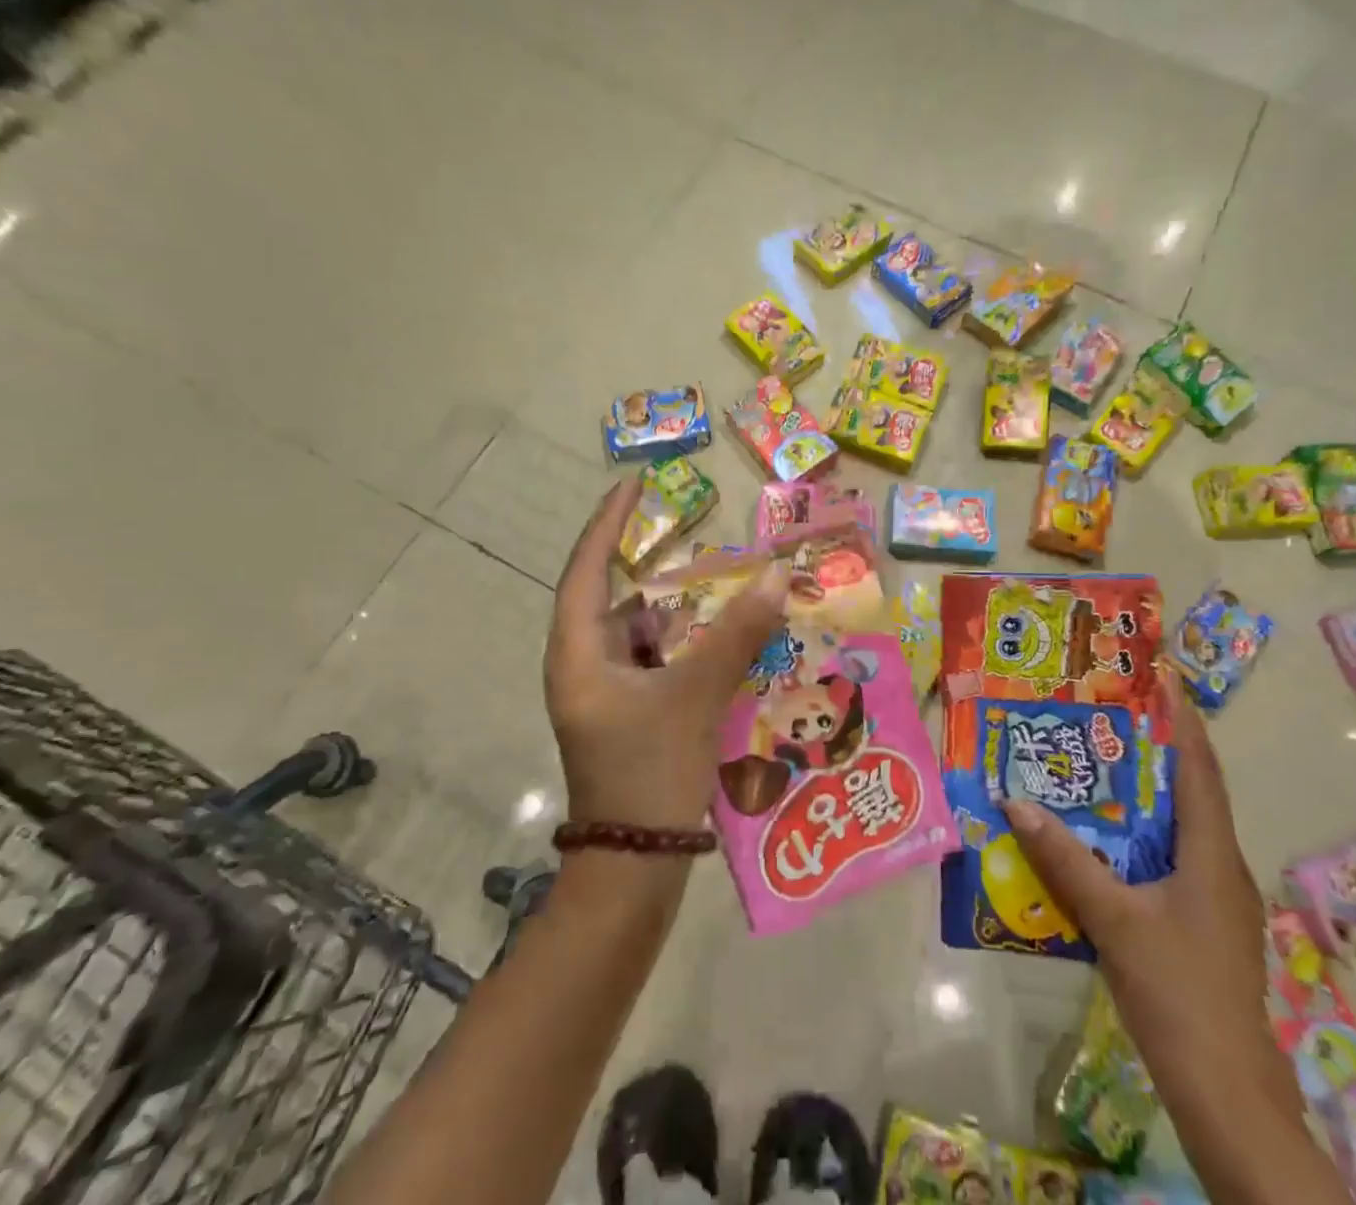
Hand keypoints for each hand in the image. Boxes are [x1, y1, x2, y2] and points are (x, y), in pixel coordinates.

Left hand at [544, 482, 789, 830]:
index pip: (587, 570)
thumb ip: (737, 634)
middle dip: (665, 578)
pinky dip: (689, 651)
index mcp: (579, 655)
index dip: (609, 524)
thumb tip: (775, 574)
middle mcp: (585, 667)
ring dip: (685, 619)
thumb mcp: (695, 696)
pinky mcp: (628, 717)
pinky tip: (729, 648)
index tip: (632, 484)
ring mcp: (606, 696)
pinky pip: (659, 665)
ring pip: (645, 637)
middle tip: (709, 553)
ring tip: (730, 598)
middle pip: (622, 603)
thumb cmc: (650, 773)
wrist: (634, 871)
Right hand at [1002, 665, 1290, 1102]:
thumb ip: (1065, 860)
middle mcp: (1222, 866)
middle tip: (1114, 715)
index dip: (1184, 723)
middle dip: (1159, 750)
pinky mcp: (1206, 923)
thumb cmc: (1177, 990)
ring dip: (1150, 794)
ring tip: (1104, 765)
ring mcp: (1218, 898)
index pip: (1200, 770)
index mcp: (1211, 854)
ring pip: (1183, 827)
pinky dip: (1145, 834)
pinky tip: (1110, 840)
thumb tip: (1016, 802)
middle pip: (1193, 792)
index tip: (1165, 680)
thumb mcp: (1113, 919)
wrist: (1227, 1089)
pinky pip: (1174, 858)